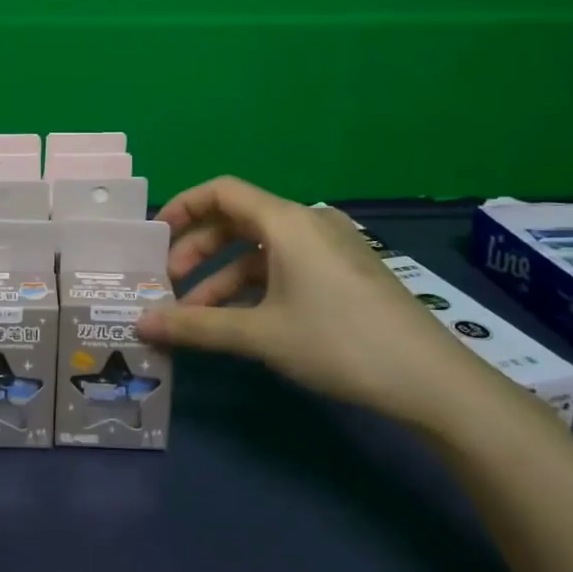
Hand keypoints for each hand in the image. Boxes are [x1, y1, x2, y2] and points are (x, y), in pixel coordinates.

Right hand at [136, 177, 486, 424]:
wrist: (432, 380)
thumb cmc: (338, 343)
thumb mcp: (261, 334)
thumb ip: (196, 327)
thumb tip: (141, 324)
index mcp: (286, 221)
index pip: (221, 191)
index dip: (183, 207)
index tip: (155, 236)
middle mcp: (308, 222)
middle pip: (238, 219)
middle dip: (199, 249)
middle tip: (171, 283)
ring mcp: (331, 246)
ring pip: (262, 248)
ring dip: (225, 275)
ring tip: (198, 315)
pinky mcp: (346, 271)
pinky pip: (287, 264)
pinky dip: (257, 284)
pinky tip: (242, 320)